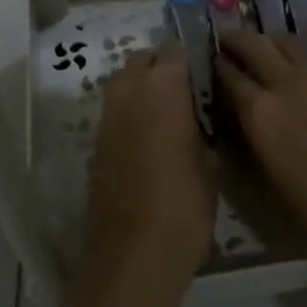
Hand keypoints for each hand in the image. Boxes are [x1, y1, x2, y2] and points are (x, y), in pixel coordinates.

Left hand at [86, 46, 219, 291]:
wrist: (134, 254)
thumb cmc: (185, 205)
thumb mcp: (210, 165)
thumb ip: (201, 131)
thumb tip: (195, 124)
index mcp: (163, 90)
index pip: (175, 52)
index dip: (190, 59)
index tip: (205, 73)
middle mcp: (129, 94)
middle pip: (141, 61)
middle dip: (161, 67)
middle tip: (185, 90)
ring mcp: (107, 118)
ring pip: (123, 84)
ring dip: (142, 89)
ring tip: (167, 114)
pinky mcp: (96, 144)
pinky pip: (115, 113)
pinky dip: (130, 115)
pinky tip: (149, 139)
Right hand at [214, 31, 306, 279]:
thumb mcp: (264, 197)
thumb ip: (238, 158)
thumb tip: (221, 132)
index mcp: (260, 112)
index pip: (225, 72)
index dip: (209, 67)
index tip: (198, 67)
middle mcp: (285, 86)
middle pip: (253, 43)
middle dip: (233, 41)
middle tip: (220, 48)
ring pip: (283, 42)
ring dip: (263, 42)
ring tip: (253, 56)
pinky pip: (306, 60)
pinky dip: (288, 56)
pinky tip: (284, 76)